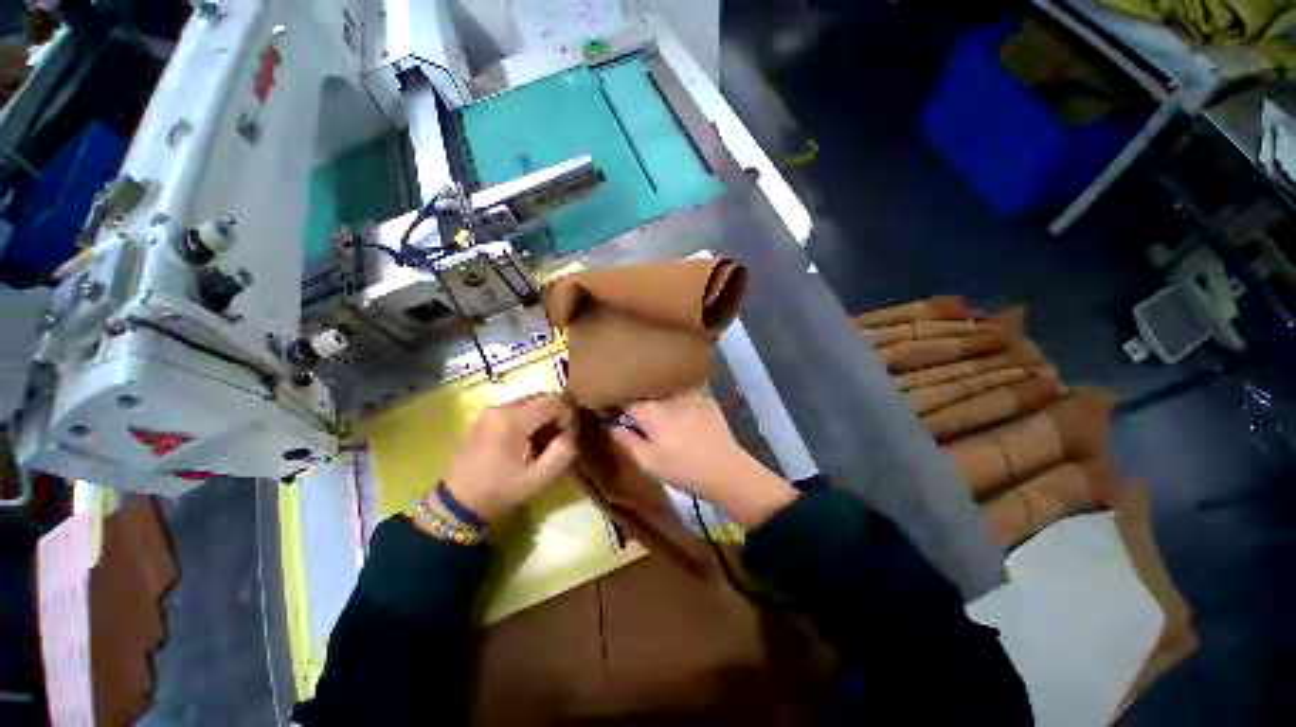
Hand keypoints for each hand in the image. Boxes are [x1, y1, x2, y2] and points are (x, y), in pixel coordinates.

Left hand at [442, 393, 575, 523]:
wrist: (456, 505)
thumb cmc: (498, 493)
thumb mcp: (538, 480)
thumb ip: (562, 453)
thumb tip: (570, 433)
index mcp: (512, 421)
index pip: (554, 400)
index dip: (568, 414)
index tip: (568, 436)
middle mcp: (500, 408)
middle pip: (541, 398)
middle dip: (556, 415)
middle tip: (557, 440)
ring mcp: (489, 411)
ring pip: (529, 403)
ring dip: (542, 417)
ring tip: (540, 443)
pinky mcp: (483, 418)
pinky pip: (515, 409)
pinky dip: (527, 420)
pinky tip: (524, 442)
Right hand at [610, 392, 797, 526]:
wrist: (726, 471)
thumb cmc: (682, 469)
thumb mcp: (648, 463)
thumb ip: (626, 441)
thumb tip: (613, 425)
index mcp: (652, 411)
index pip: (627, 399)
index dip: (619, 406)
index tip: (616, 413)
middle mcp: (670, 396)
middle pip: (648, 393)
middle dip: (640, 402)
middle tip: (639, 418)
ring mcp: (691, 395)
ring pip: (666, 392)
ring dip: (660, 400)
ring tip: (662, 416)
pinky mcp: (706, 399)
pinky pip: (685, 395)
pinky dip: (679, 402)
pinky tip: (683, 416)